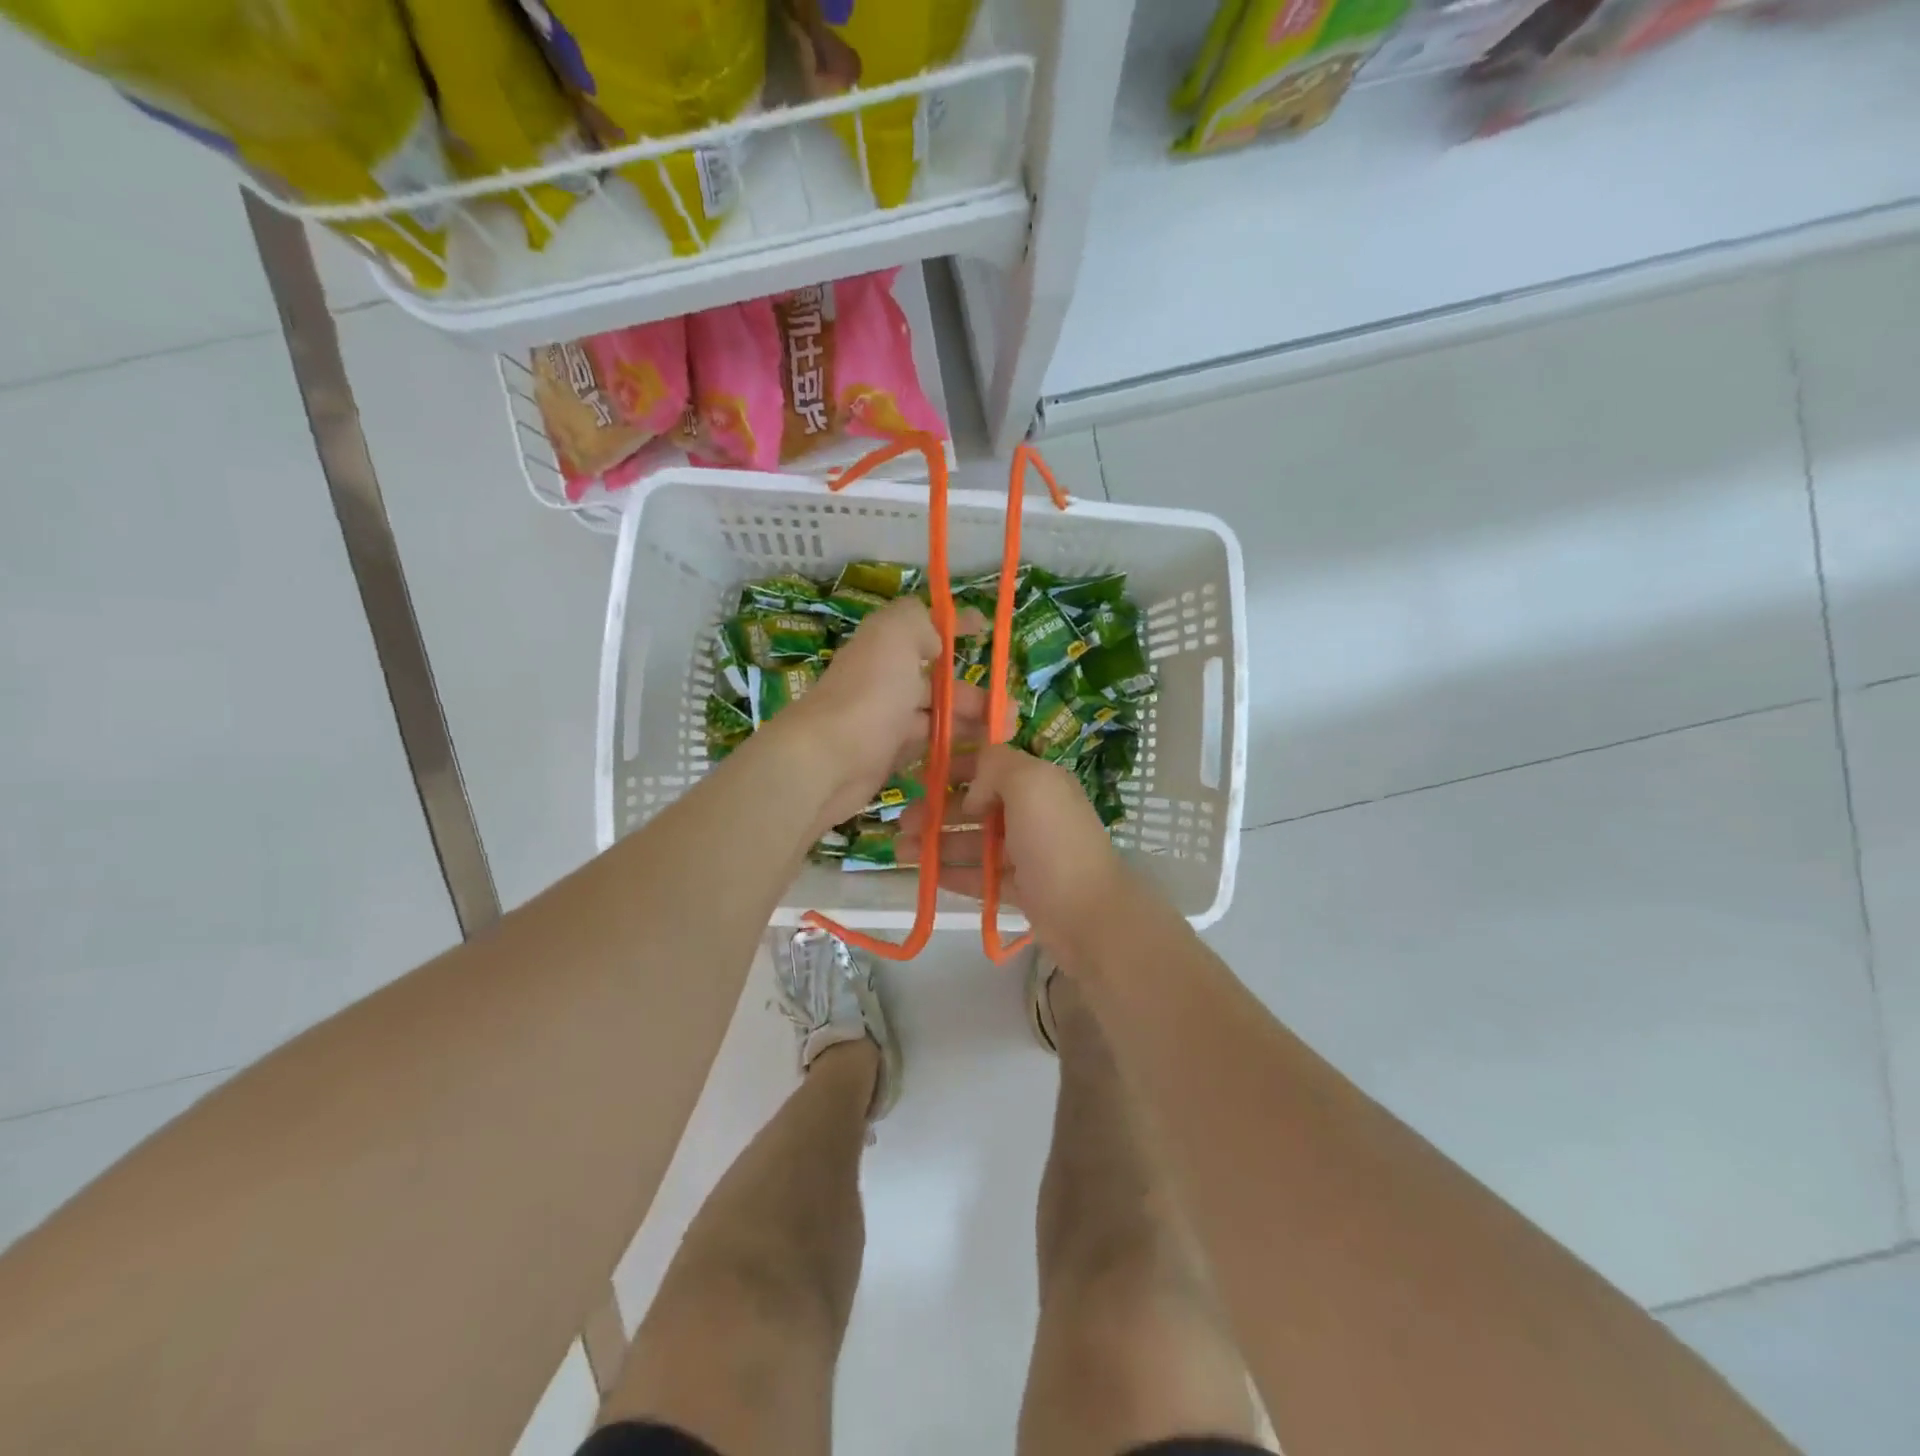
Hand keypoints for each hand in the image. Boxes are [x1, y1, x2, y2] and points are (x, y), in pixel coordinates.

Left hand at [777, 596, 987, 834]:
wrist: (827, 762)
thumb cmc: (869, 695)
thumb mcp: (894, 635)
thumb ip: (917, 620)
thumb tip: (934, 638)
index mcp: (885, 648)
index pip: (923, 630)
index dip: (953, 627)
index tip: (984, 629)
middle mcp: (883, 682)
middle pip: (935, 683)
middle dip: (974, 693)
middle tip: (1009, 710)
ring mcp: (884, 723)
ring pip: (935, 718)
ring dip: (969, 723)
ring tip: (1003, 737)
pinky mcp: (885, 758)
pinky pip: (924, 749)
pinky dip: (949, 750)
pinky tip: (974, 759)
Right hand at [901, 745, 1127, 958]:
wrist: (1089, 915)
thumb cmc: (1055, 843)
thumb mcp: (1030, 784)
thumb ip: (996, 768)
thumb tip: (973, 792)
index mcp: (1039, 783)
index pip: (992, 766)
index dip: (956, 768)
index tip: (922, 777)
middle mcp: (1034, 813)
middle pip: (978, 806)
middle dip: (938, 810)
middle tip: (903, 822)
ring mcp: (1028, 853)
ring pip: (975, 843)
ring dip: (938, 844)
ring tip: (900, 852)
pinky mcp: (1022, 888)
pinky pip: (982, 876)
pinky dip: (955, 874)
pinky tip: (927, 877)